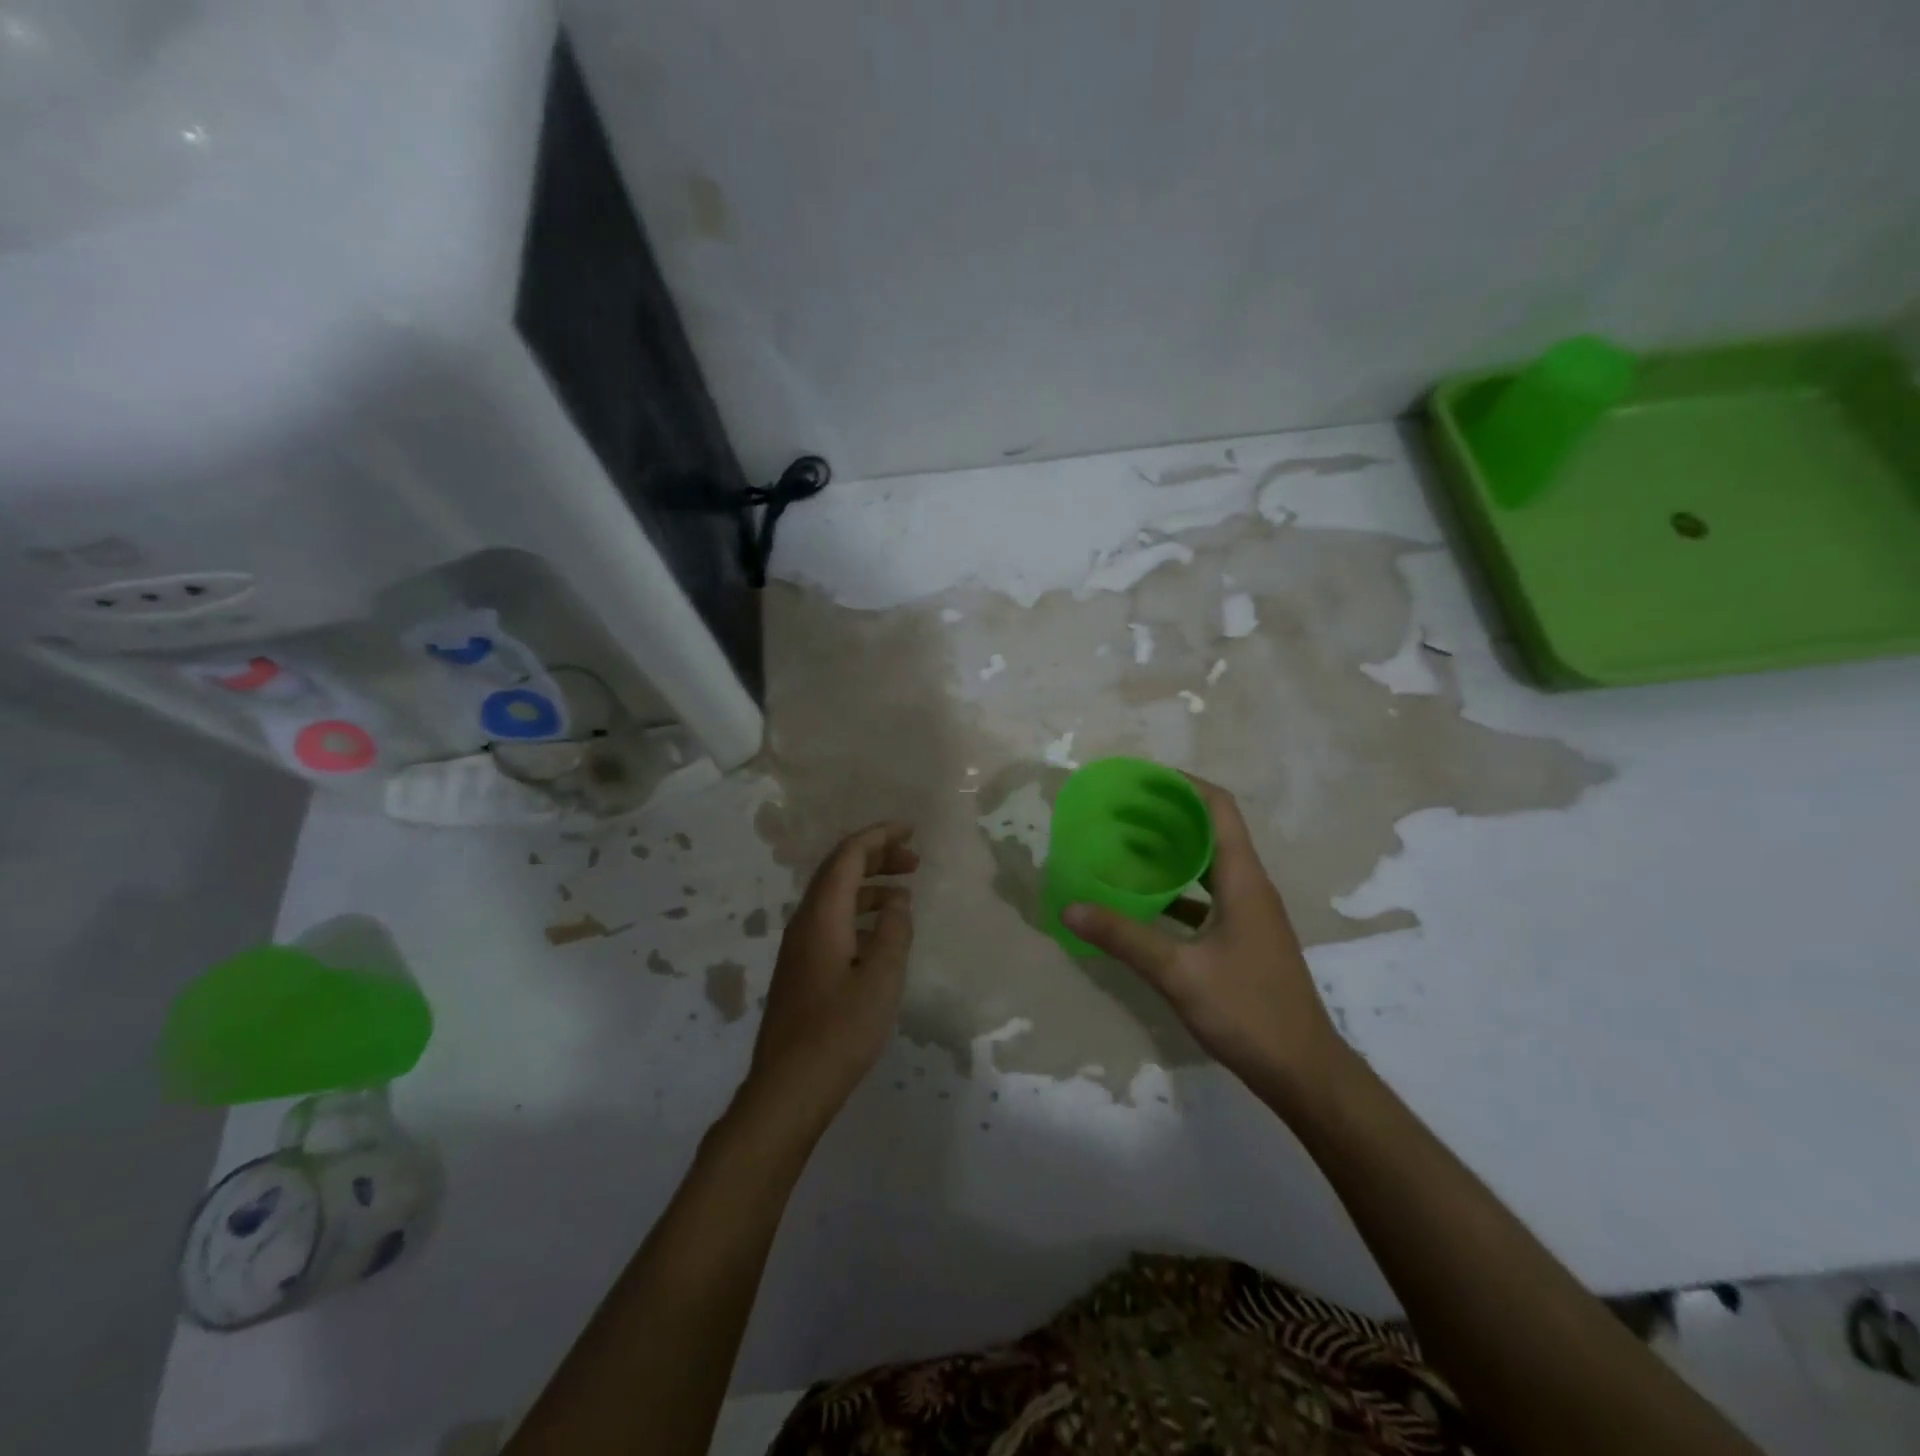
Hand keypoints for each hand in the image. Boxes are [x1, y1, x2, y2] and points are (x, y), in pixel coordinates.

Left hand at [741, 822, 917, 1137]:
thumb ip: (893, 932)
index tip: (911, 830)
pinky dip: (859, 913)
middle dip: (876, 857)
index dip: (879, 836)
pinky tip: (880, 934)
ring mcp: (799, 948)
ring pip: (835, 898)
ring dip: (869, 886)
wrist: (788, 1088)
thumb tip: (897, 901)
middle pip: (839, 871)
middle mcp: (805, 923)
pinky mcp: (802, 970)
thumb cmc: (839, 1031)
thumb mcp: (881, 979)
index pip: (848, 856)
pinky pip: (832, 922)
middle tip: (914, 861)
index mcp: (821, 917)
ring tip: (903, 895)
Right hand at [1062, 777, 1347, 1101]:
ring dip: (1170, 851)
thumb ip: (1124, 937)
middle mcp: (1249, 887)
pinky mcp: (1243, 939)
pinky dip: (1175, 889)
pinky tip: (1142, 901)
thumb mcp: (1179, 972)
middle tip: (1119, 811)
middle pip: (1210, 831)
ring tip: (1124, 846)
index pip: (1218, 809)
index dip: (1183, 785)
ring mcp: (1249, 914)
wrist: (1303, 1072)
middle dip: (1166, 815)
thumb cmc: (1248, 1011)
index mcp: (1243, 880)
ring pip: (1207, 866)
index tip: (1140, 779)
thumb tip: (1070, 906)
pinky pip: (1205, 897)